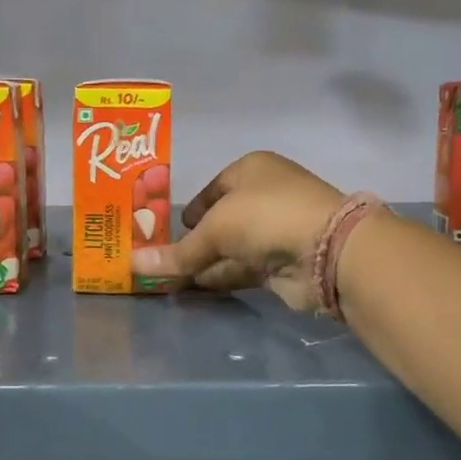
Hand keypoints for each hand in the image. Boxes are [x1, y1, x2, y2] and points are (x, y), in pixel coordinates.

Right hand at [130, 151, 342, 311]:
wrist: (327, 250)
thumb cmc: (265, 217)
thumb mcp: (214, 229)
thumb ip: (177, 252)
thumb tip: (132, 263)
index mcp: (250, 170)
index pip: (212, 188)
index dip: (190, 209)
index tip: (164, 230)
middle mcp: (263, 196)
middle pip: (219, 220)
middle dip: (192, 241)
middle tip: (159, 259)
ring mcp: (275, 231)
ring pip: (229, 248)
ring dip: (202, 264)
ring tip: (165, 280)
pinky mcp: (281, 263)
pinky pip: (240, 268)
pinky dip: (218, 277)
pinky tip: (191, 289)